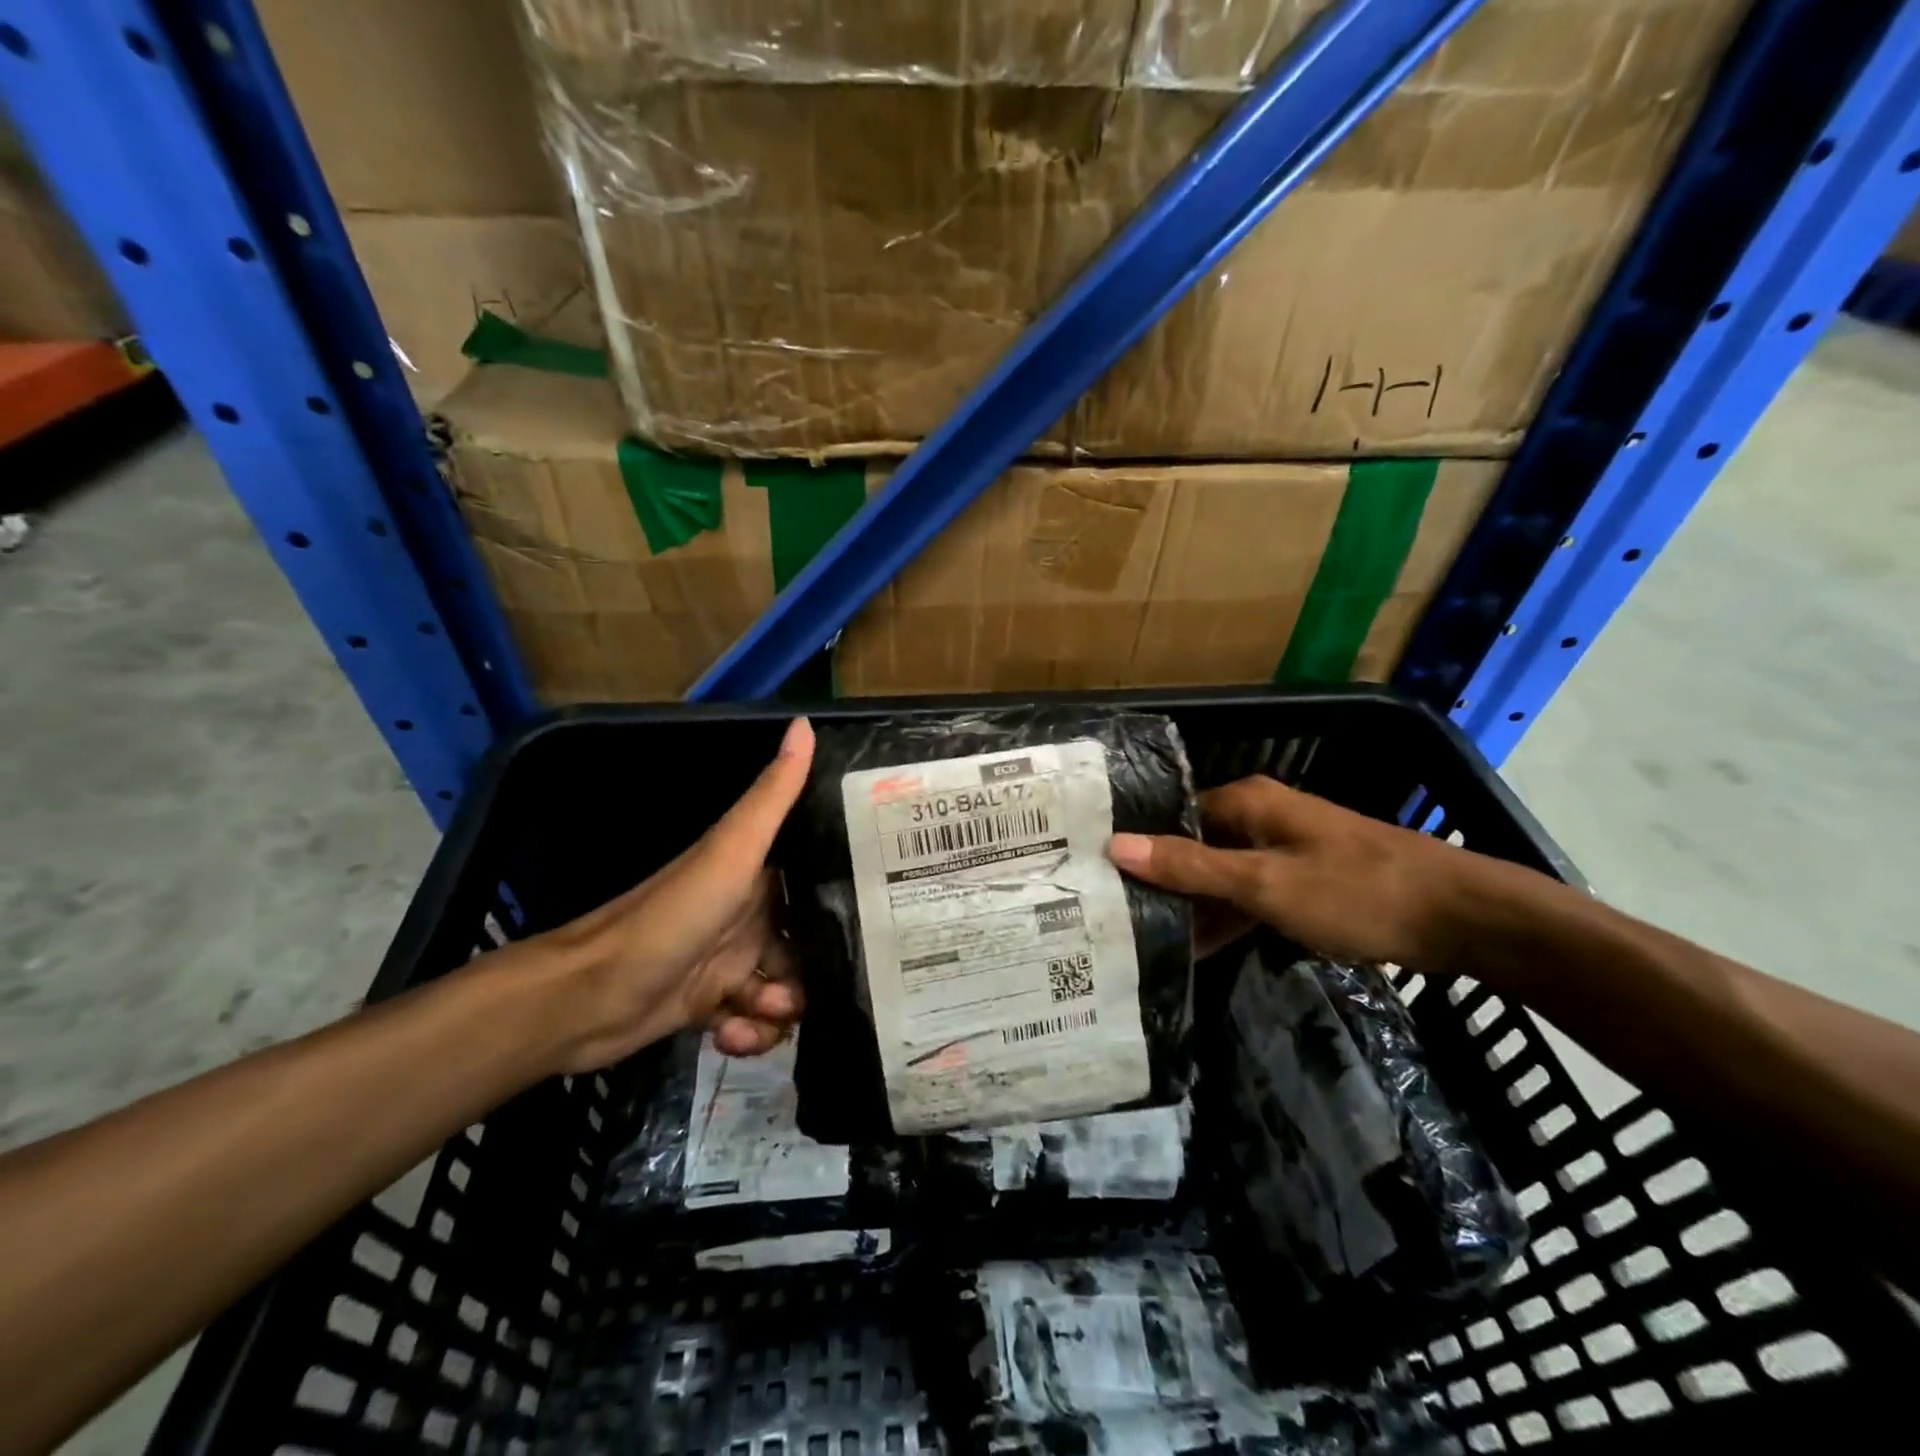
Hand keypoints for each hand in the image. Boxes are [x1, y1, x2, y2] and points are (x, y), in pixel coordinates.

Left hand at [539, 717, 815, 1071]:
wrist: (587, 995)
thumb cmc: (671, 917)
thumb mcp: (731, 851)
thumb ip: (773, 795)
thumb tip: (805, 722)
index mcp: (757, 874)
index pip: (818, 883)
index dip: (847, 903)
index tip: (876, 926)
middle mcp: (748, 915)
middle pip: (808, 945)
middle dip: (815, 973)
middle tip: (809, 990)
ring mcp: (728, 961)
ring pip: (784, 989)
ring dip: (782, 1011)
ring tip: (763, 1016)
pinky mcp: (709, 1004)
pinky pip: (752, 1022)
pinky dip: (750, 1035)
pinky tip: (734, 1037)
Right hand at [1107, 775, 1478, 970]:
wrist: (1461, 916)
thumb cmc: (1356, 892)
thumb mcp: (1264, 883)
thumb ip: (1190, 866)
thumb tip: (1117, 845)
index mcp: (1246, 801)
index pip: (1172, 819)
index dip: (1139, 849)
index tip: (1102, 884)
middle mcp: (1260, 815)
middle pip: (1194, 845)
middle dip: (1161, 880)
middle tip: (1117, 919)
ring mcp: (1284, 848)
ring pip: (1221, 873)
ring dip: (1193, 904)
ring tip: (1145, 939)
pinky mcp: (1304, 878)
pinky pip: (1249, 892)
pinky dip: (1227, 916)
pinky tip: (1199, 949)